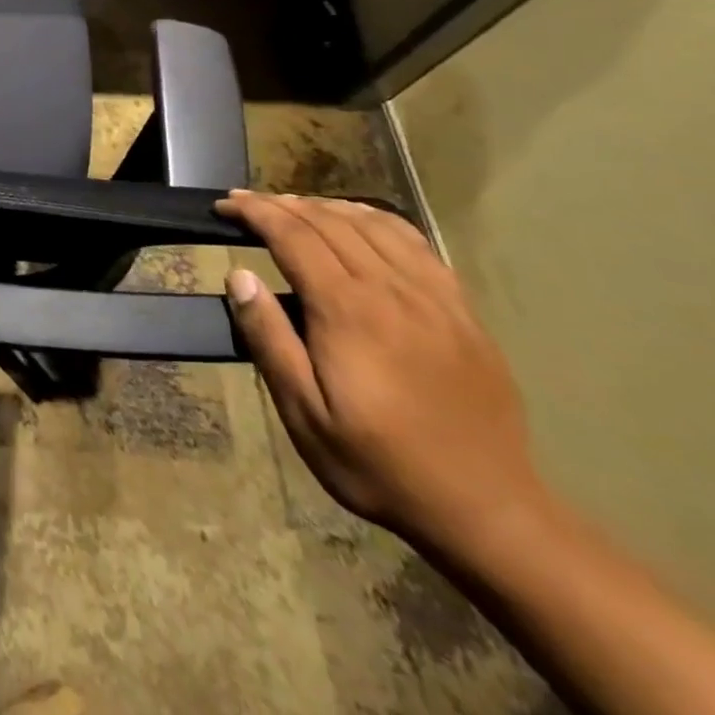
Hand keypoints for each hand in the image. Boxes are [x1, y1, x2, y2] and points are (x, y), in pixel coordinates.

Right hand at [218, 191, 546, 554]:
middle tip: (246, 202)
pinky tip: (360, 221)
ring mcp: (434, 298)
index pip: (293, 235)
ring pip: (373, 224)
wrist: (489, 512)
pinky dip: (378, 220)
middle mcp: (392, 290)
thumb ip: (269, 339)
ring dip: (326, 206)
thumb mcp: (305, 414)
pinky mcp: (462, 312)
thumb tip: (238, 276)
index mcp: (348, 311)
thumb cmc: (380, 464)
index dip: (255, 211)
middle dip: (281, 203)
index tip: (224, 205)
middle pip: (330, 221)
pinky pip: (417, 244)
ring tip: (293, 206)